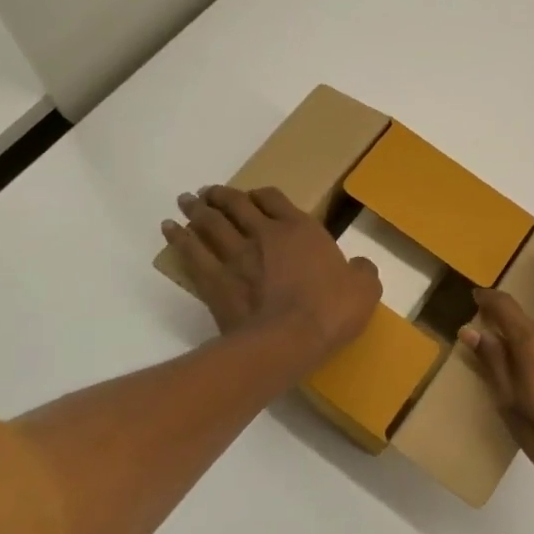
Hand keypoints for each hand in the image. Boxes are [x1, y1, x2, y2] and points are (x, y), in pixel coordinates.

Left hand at [164, 186, 379, 366]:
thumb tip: (359, 267)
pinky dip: (178, 238)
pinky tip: (170, 229)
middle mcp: (264, 234)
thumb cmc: (330, 311)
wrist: (288, 340)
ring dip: (197, 209)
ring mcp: (235, 256)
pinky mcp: (214, 281)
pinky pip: (191, 252)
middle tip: (209, 192)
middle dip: (222, 196)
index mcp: (300, 230)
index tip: (255, 197)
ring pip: (210, 223)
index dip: (262, 195)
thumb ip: (362, 272)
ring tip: (187, 201)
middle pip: (236, 205)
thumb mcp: (364, 289)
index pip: (275, 199)